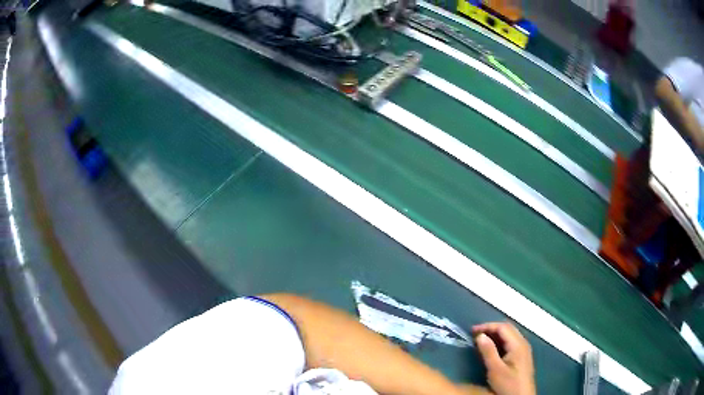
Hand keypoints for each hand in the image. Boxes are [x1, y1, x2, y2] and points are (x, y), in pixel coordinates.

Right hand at [472, 322, 535, 394]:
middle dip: (491, 329)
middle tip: (475, 334)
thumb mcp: (496, 370)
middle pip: (507, 329)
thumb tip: (480, 336)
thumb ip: (488, 352)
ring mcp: (523, 349)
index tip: (472, 331)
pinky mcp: (521, 356)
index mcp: (518, 344)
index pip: (503, 327)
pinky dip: (499, 341)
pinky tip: (491, 349)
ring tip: (480, 340)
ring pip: (509, 335)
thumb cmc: (508, 384)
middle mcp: (523, 343)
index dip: (487, 326)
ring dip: (495, 335)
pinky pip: (510, 342)